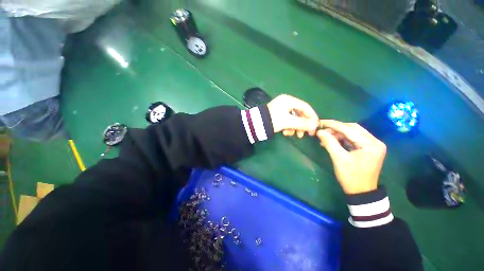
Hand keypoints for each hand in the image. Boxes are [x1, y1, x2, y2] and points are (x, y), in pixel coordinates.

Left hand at [266, 94, 318, 136]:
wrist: (256, 125)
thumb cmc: (273, 120)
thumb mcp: (288, 121)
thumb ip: (302, 123)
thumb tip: (315, 125)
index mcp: (288, 100)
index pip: (305, 106)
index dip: (312, 116)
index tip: (316, 125)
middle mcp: (285, 103)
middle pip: (299, 113)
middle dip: (302, 124)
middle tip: (306, 134)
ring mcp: (281, 109)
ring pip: (293, 118)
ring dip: (295, 127)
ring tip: (294, 135)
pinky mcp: (277, 115)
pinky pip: (287, 120)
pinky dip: (288, 127)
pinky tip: (285, 133)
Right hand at [316, 120, 386, 194]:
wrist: (361, 192)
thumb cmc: (351, 176)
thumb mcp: (339, 159)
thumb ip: (329, 143)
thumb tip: (319, 132)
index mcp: (371, 144)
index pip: (350, 129)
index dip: (333, 125)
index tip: (321, 122)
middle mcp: (375, 141)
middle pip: (353, 128)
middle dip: (336, 128)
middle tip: (322, 130)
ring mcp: (372, 145)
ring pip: (352, 133)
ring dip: (338, 133)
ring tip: (325, 137)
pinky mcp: (368, 149)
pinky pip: (353, 139)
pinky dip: (342, 139)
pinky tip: (332, 141)